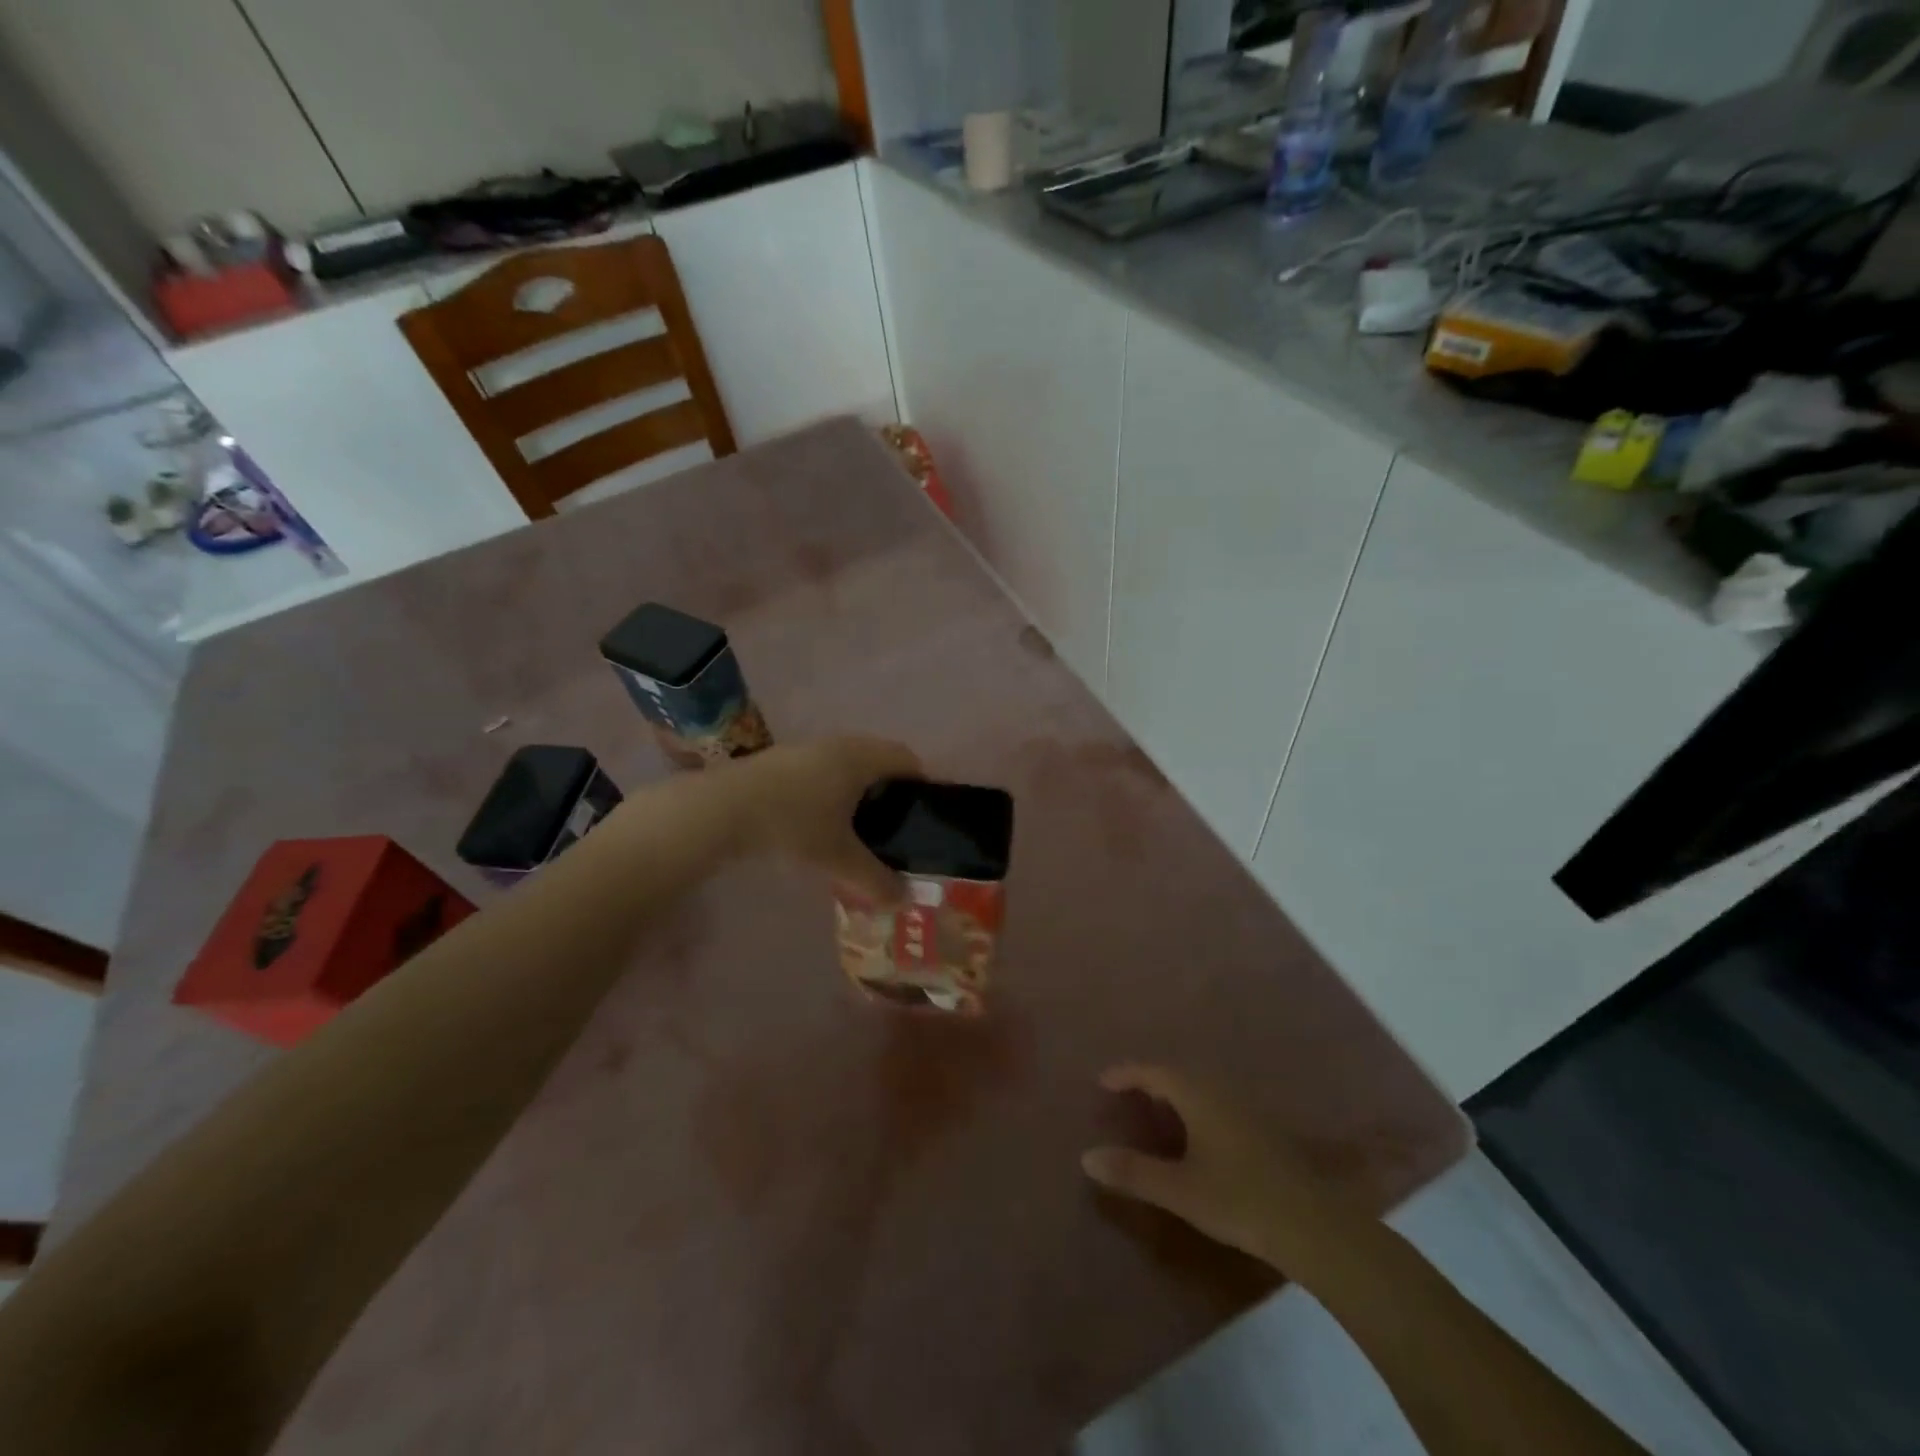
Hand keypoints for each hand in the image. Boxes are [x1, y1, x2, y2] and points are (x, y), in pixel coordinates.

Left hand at [729, 737, 922, 902]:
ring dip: (857, 787)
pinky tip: (817, 820)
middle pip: (878, 758)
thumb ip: (874, 880)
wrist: (721, 809)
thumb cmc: (793, 824)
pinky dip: (830, 788)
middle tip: (892, 826)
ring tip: (856, 826)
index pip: (907, 758)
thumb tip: (904, 900)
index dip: (921, 783)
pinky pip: (821, 768)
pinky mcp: (780, 758)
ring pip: (847, 762)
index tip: (921, 814)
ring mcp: (806, 747)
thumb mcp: (838, 858)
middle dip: (889, 788)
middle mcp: (839, 743)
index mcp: (861, 758)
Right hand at [1082, 1064, 1358, 1277]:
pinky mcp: (1262, 1130)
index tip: (1102, 1081)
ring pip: (1200, 1088)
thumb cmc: (1240, 1199)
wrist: (1314, 1226)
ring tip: (1154, 1113)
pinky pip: (1215, 1103)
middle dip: (1149, 1081)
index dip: (1126, 1073)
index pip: (1154, 1071)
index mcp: (1198, 1094)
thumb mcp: (1179, 1190)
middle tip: (1125, 1096)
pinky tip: (1194, 1136)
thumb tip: (1086, 1156)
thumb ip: (1133, 1172)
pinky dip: (1194, 1108)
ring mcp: (1246, 1109)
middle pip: (1178, 1074)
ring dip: (1174, 1094)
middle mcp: (1221, 1091)